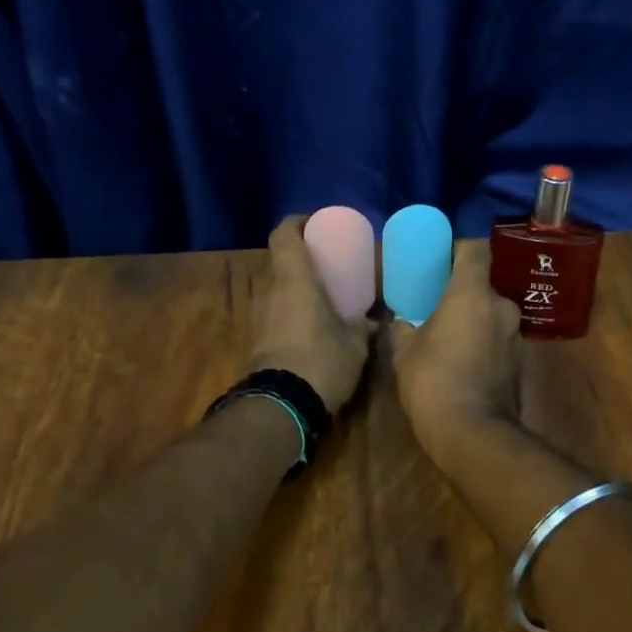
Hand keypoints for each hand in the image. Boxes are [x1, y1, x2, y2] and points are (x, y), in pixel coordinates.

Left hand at [249, 215, 375, 413]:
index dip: (296, 223)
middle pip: (280, 263)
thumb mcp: (355, 344)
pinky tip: (311, 331)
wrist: (281, 407)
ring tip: (323, 302)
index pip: (284, 235)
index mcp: (294, 282)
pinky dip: (290, 315)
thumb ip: (364, 327)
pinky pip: (274, 316)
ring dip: (295, 291)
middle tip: (327, 269)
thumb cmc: (322, 362)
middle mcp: (270, 292)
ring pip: (276, 291)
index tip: (314, 224)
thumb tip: (375, 321)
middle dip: (301, 262)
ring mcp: (259, 318)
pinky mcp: (256, 342)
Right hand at [391, 240, 524, 470]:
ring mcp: (515, 336)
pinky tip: (463, 362)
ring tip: (449, 337)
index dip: (459, 248)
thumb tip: (400, 320)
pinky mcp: (520, 363)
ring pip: (492, 315)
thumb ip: (404, 327)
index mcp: (472, 293)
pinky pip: (497, 341)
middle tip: (438, 305)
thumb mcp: (404, 352)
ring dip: (474, 321)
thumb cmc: (433, 381)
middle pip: (483, 286)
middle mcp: (501, 307)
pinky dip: (483, 345)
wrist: (473, 435)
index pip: (475, 249)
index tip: (441, 257)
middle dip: (463, 293)